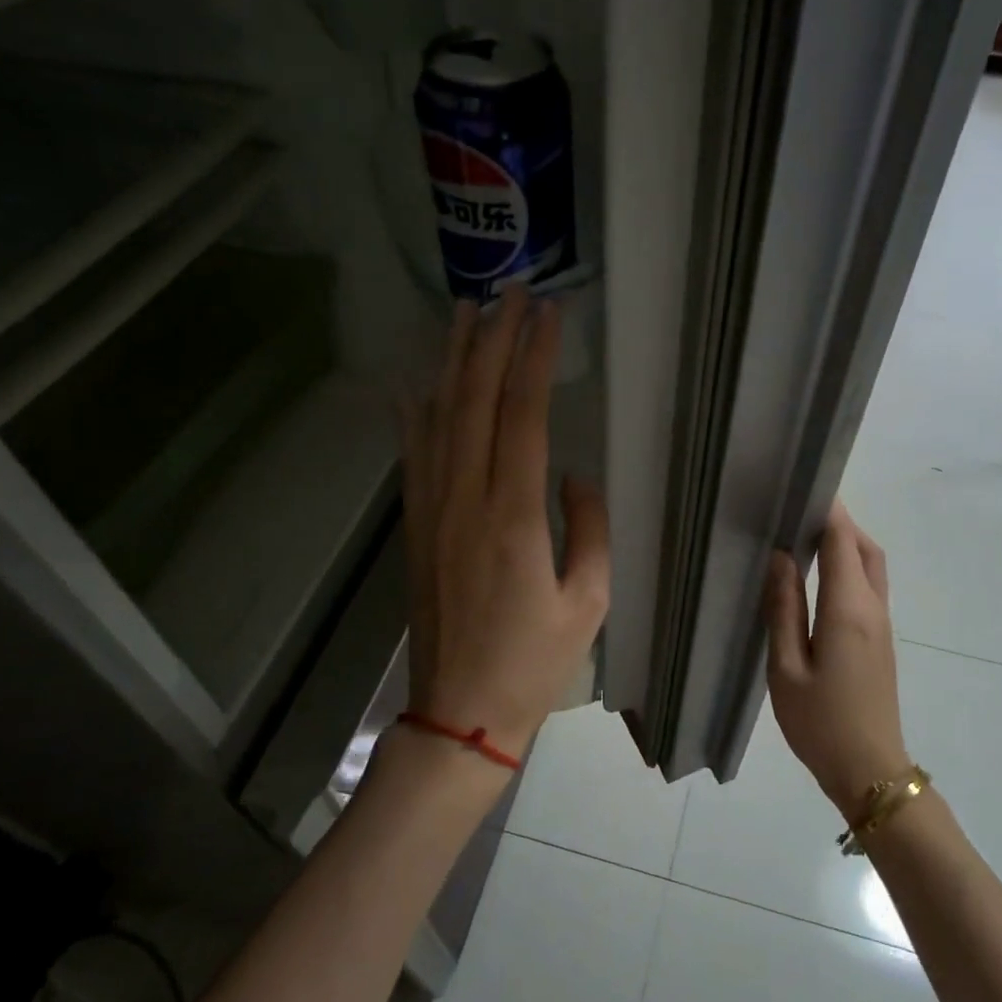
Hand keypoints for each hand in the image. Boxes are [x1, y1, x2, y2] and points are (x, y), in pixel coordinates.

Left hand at [400, 289, 609, 764]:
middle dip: (493, 340)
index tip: (548, 313)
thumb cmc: (534, 663)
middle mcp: (464, 500)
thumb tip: (571, 474)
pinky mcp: (416, 526)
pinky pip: (413, 455)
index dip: (533, 358)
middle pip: (474, 400)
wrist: (460, 711)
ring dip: (452, 361)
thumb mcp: (589, 601)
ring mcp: (432, 511)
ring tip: (464, 312)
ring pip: (438, 417)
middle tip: (509, 290)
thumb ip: (587, 527)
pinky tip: (414, 381)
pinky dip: (414, 411)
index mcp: (513, 516)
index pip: (522, 414)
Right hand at [765, 503, 908, 812]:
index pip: (842, 542)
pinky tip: (820, 576)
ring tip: (807, 536)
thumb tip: (781, 559)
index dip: (827, 510)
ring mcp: (882, 625)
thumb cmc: (819, 723)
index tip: (802, 487)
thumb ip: (783, 610)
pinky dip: (850, 566)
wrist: (869, 770)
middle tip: (801, 509)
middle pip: (865, 548)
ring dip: (847, 543)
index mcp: (848, 611)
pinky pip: (869, 588)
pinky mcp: (880, 640)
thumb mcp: (786, 669)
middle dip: (840, 522)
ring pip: (871, 567)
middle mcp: (873, 609)